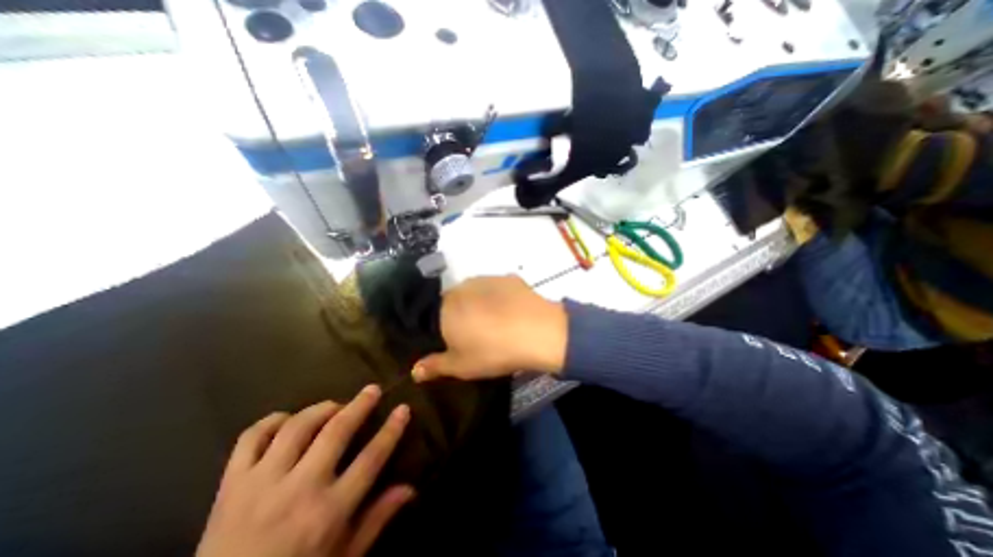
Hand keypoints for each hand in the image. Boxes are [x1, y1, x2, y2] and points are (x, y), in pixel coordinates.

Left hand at [199, 387, 416, 555]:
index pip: (371, 458)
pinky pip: (251, 438)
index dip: (391, 430)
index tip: (404, 409)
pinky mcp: (230, 485)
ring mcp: (260, 484)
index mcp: (327, 513)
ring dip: (322, 408)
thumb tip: (410, 489)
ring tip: (335, 405)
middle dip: (360, 405)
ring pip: (297, 427)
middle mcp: (297, 490)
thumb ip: (376, 520)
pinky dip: (272, 421)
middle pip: (336, 431)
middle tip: (372, 390)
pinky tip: (288, 420)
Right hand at [410, 274, 566, 382]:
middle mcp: (463, 287)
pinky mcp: (508, 278)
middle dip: (462, 314)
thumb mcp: (461, 366)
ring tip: (497, 322)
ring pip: (476, 292)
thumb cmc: (493, 351)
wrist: (536, 331)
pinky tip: (512, 311)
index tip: (458, 340)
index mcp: (446, 306)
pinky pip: (497, 288)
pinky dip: (500, 297)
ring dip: (480, 303)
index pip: (435, 313)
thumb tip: (414, 370)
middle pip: (456, 300)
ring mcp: (487, 279)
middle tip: (478, 333)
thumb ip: (435, 366)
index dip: (445, 327)